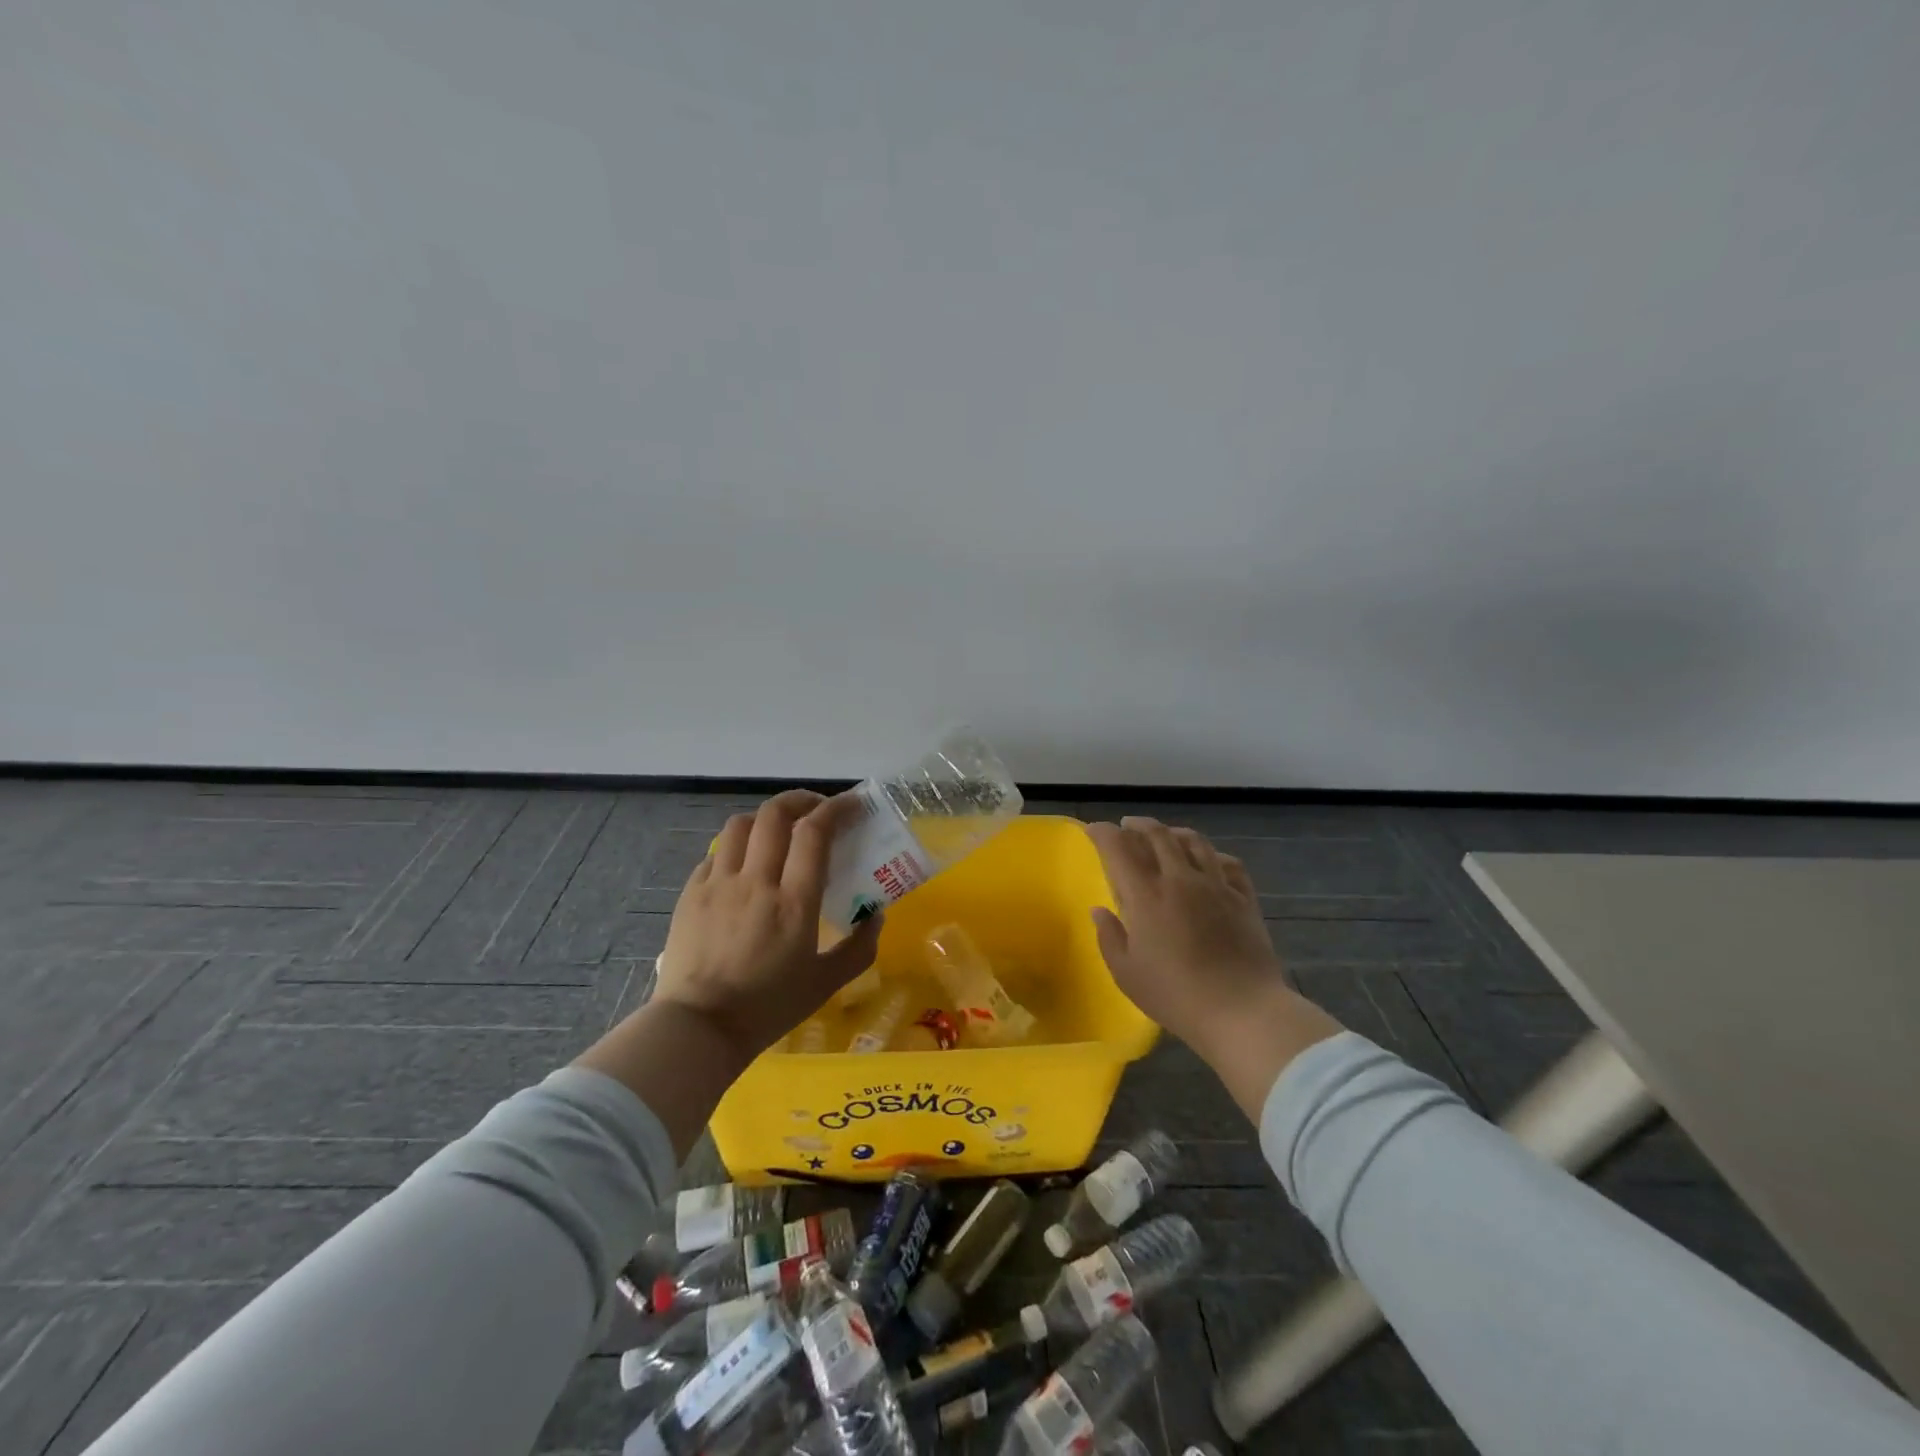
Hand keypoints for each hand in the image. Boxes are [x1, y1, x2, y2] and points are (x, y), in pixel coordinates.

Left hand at [653, 790, 882, 1063]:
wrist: (698, 1029)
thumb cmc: (767, 1008)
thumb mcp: (825, 984)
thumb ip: (858, 948)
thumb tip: (876, 915)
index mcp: (794, 902)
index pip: (814, 833)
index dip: (836, 808)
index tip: (852, 804)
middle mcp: (756, 881)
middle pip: (775, 815)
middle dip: (801, 799)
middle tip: (817, 809)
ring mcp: (718, 884)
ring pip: (740, 825)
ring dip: (765, 818)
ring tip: (779, 830)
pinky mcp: (691, 893)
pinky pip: (716, 853)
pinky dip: (737, 847)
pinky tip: (744, 864)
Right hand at [1087, 816, 1340, 1116]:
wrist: (1242, 1011)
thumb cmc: (1175, 995)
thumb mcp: (1127, 974)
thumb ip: (1109, 937)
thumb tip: (1099, 910)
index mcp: (1147, 895)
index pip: (1119, 849)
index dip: (1103, 833)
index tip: (1094, 829)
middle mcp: (1180, 879)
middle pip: (1158, 835)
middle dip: (1138, 825)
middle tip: (1127, 826)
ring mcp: (1216, 885)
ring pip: (1195, 841)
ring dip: (1175, 832)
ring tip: (1166, 835)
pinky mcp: (1244, 898)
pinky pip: (1229, 863)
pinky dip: (1213, 855)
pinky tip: (1210, 861)